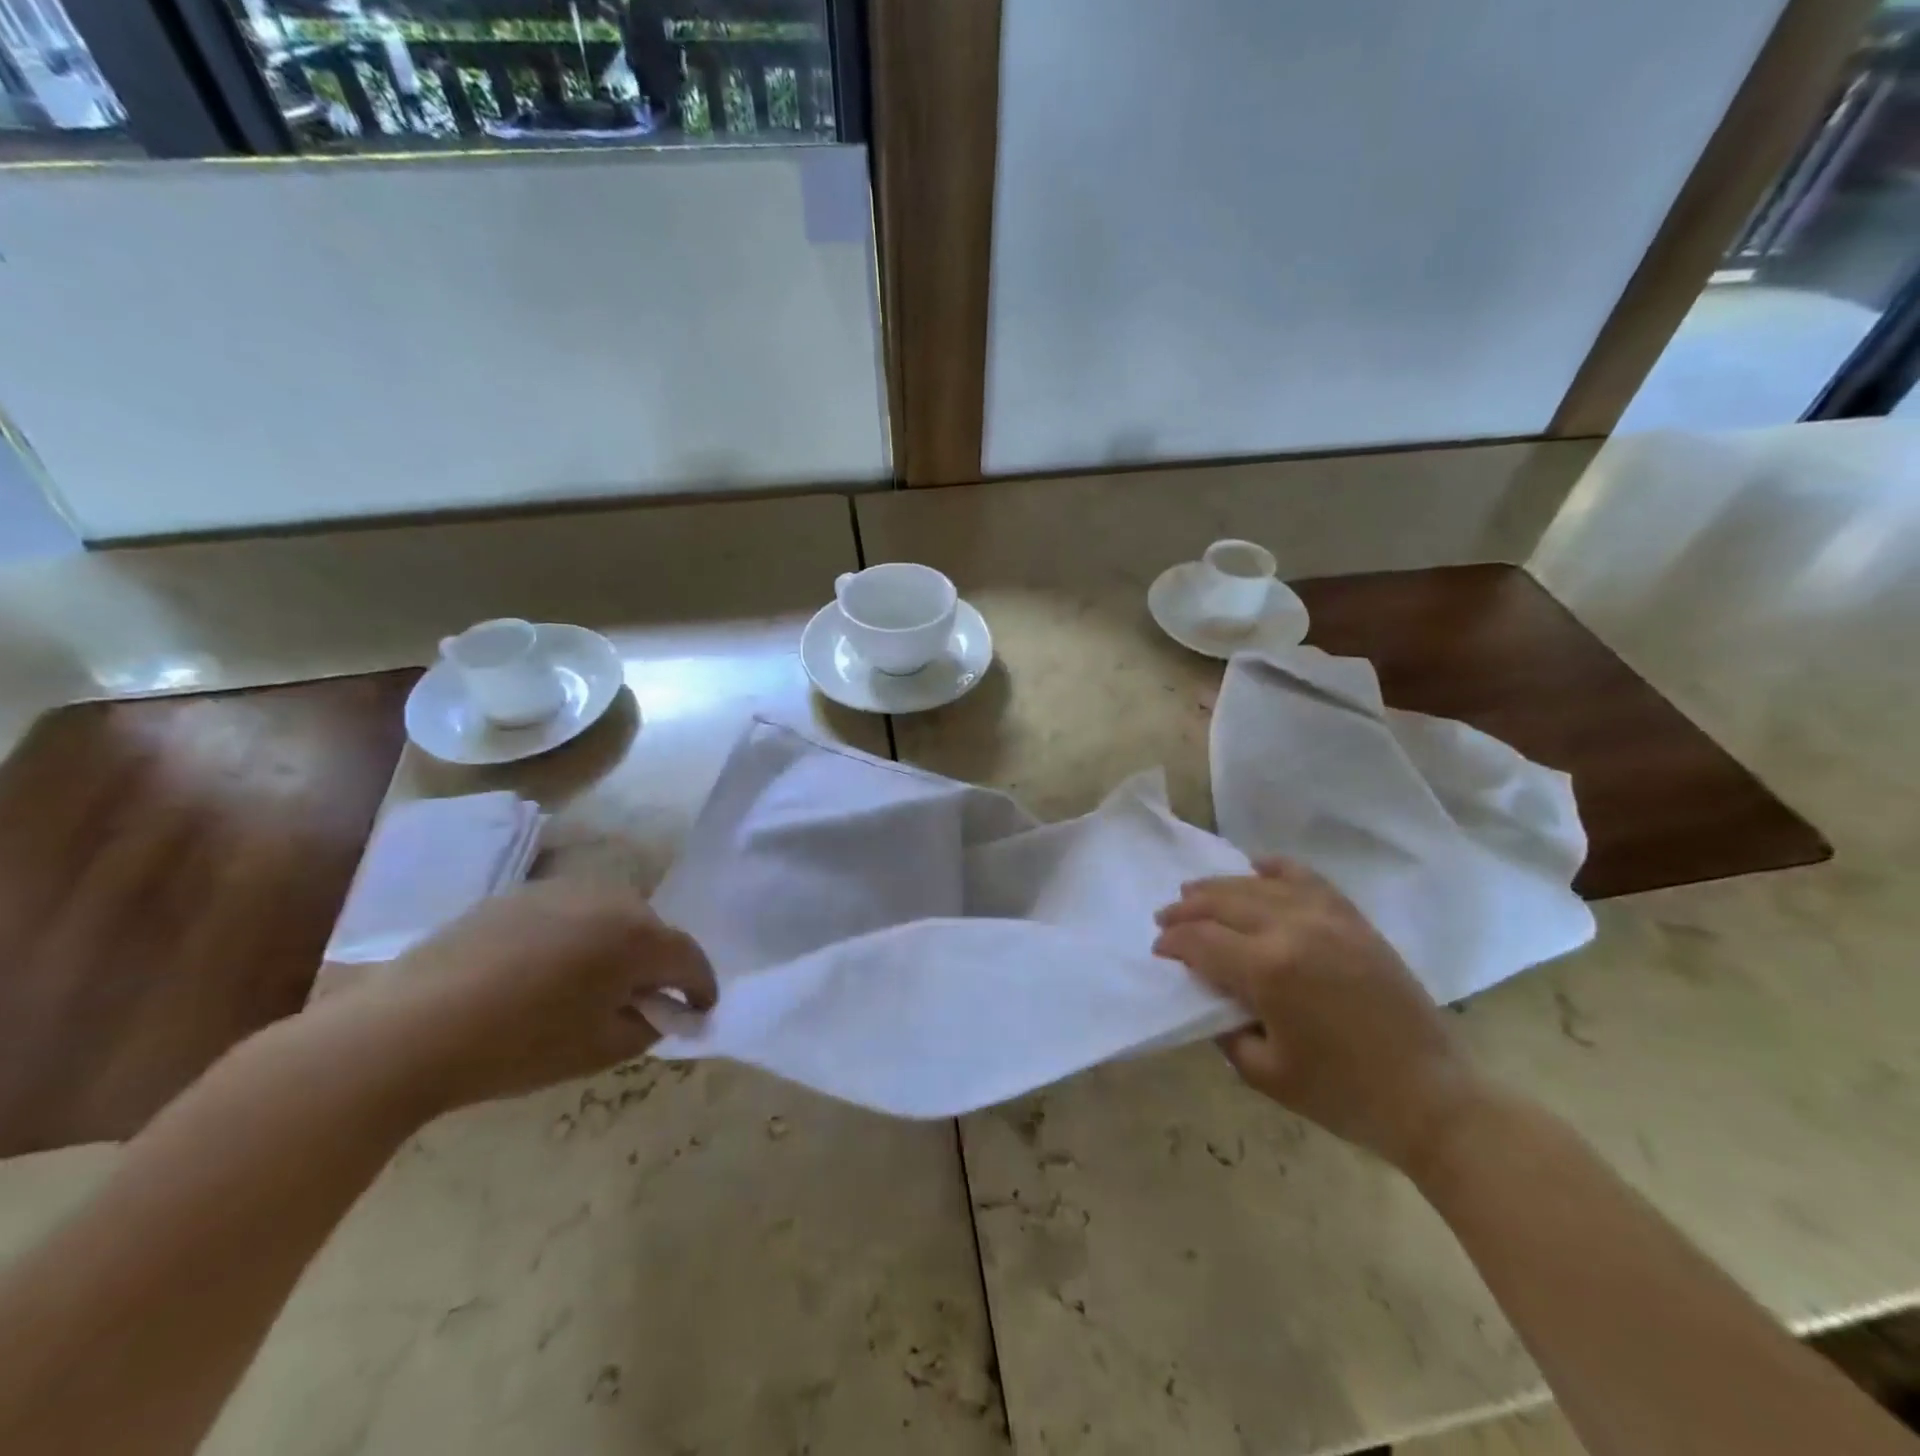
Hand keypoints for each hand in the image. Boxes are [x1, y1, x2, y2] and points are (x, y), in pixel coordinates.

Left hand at [334, 880, 715, 1113]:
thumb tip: (659, 1010)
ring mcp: (564, 889)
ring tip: (596, 981)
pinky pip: (573, 910)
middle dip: (659, 963)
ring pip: (614, 915)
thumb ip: (646, 1026)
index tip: (700, 1009)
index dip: (701, 987)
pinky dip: (579, 935)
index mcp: (637, 938)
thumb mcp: (598, 1050)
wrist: (408, 1027)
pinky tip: (548, 968)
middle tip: (645, 998)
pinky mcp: (521, 893)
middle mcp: (611, 900)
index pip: (690, 958)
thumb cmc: (517, 1045)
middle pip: (654, 930)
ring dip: (619, 944)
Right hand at [1153, 859, 1484, 1171]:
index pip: (1201, 941)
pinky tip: (1257, 866)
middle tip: (1166, 918)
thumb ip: (1223, 1027)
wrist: (1431, 1096)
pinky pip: (1307, 878)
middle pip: (1223, 902)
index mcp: (1267, 971)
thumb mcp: (1264, 1072)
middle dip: (1187, 909)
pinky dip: (1277, 868)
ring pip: (1258, 885)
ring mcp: (1328, 918)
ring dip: (1220, 887)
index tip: (1159, 950)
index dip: (1173, 943)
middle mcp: (1292, 930)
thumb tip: (1208, 992)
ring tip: (1195, 892)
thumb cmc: (1342, 1094)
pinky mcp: (1354, 920)